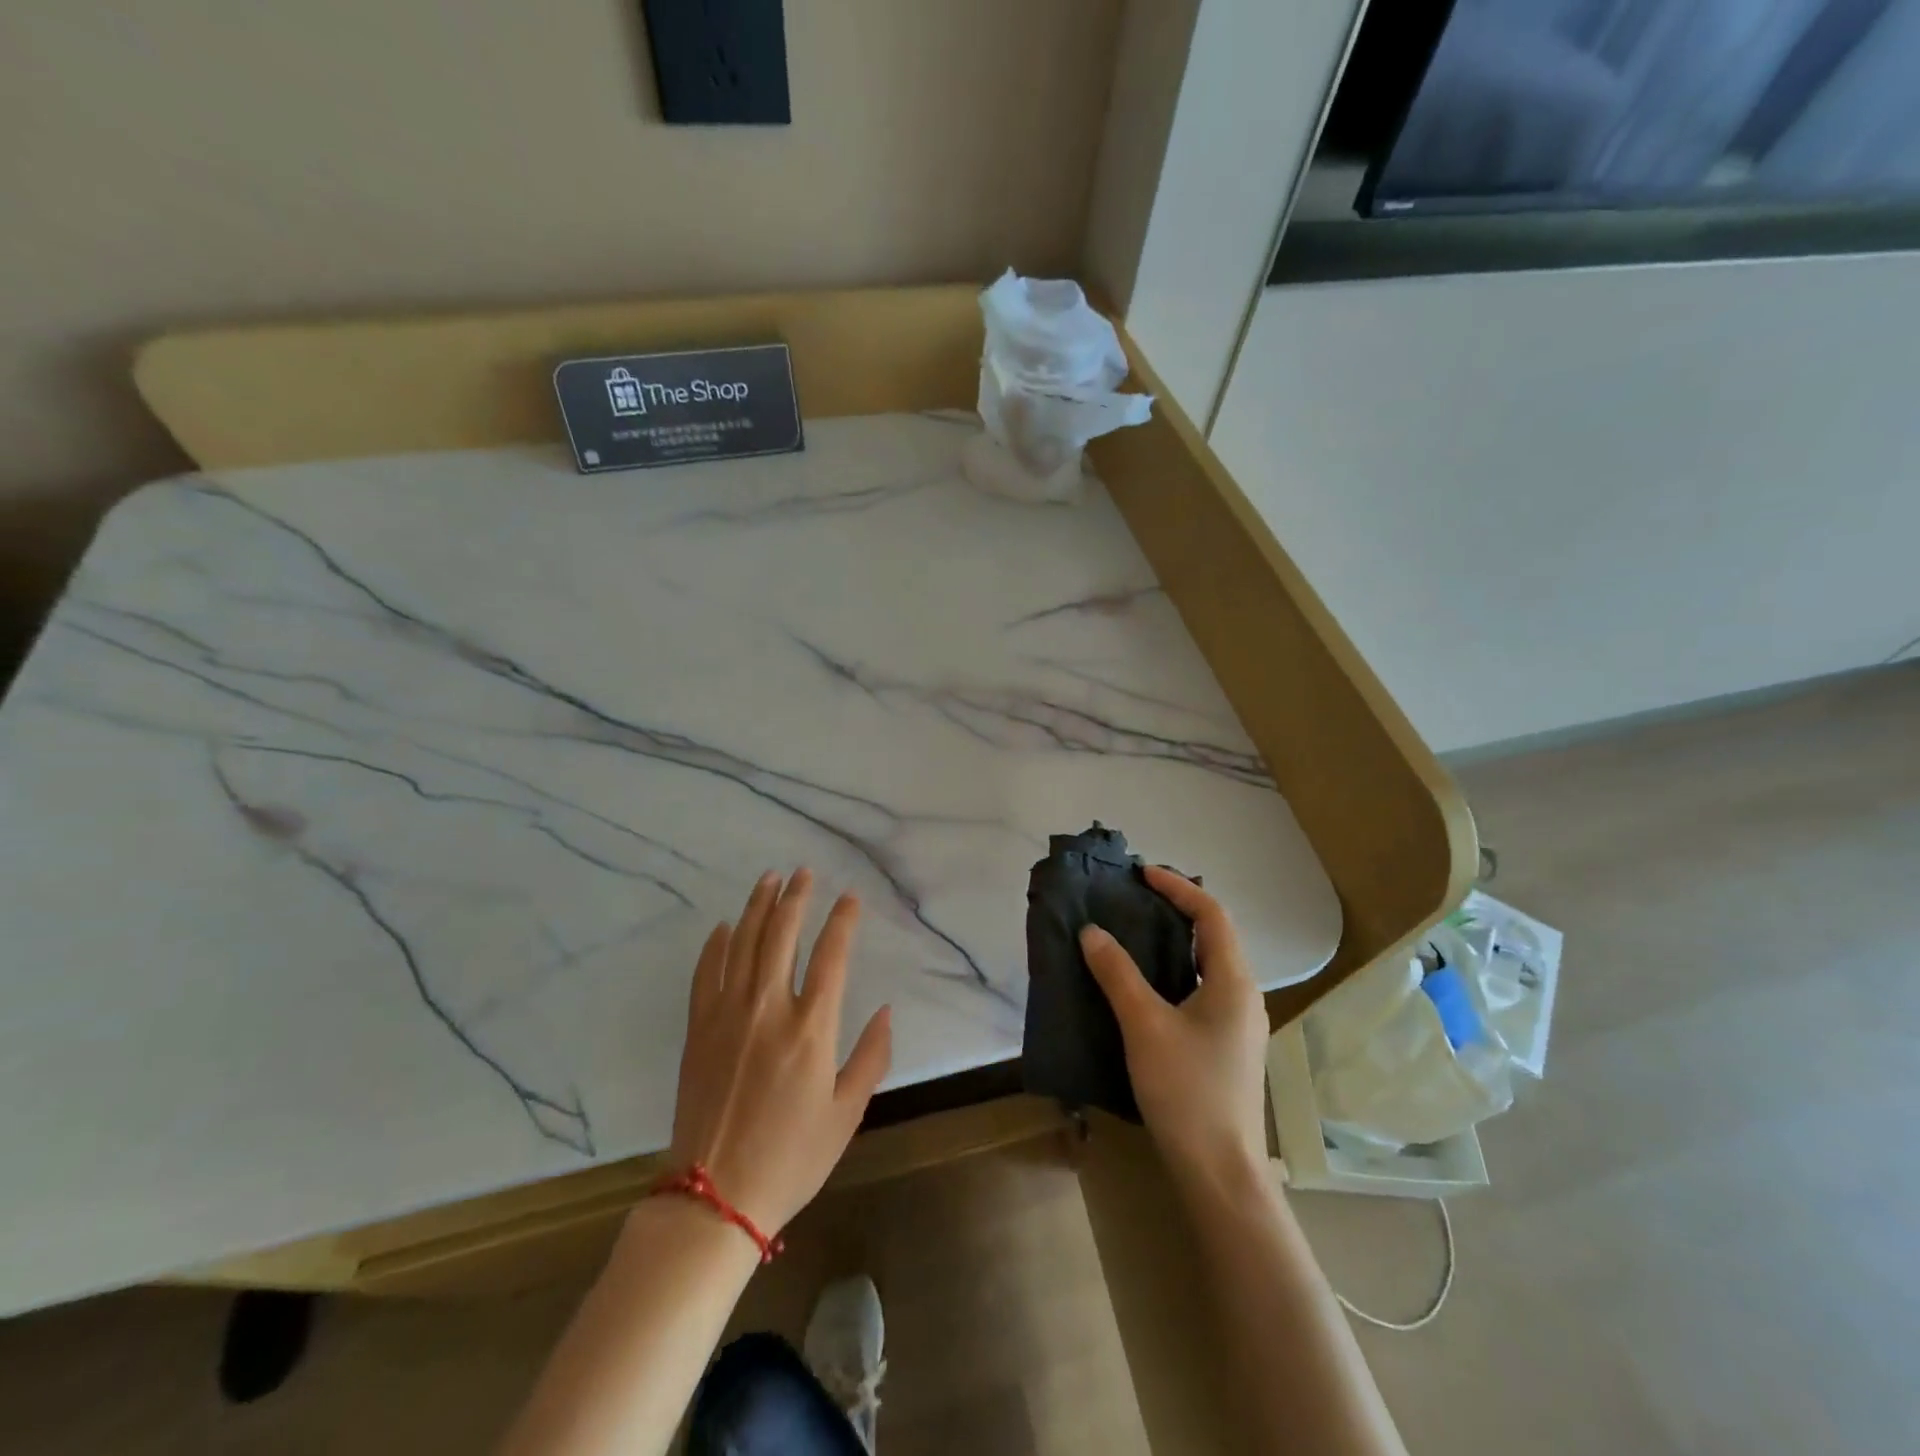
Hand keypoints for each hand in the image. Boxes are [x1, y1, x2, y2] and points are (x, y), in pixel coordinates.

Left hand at [669, 869, 891, 1234]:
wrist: (713, 1197)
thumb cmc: (791, 1158)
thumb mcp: (846, 1114)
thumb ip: (871, 1057)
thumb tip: (887, 1011)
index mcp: (812, 1028)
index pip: (832, 955)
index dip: (843, 920)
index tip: (850, 897)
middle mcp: (769, 1009)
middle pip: (782, 934)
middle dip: (796, 897)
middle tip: (804, 872)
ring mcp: (728, 1015)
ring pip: (744, 943)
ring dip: (758, 906)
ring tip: (769, 879)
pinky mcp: (699, 1029)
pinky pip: (706, 973)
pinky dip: (716, 944)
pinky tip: (726, 926)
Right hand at [1080, 866, 1270, 1185]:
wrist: (1220, 1172)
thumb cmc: (1186, 1091)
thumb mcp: (1145, 1026)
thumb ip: (1118, 974)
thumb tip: (1092, 932)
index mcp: (1234, 981)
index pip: (1211, 914)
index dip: (1177, 887)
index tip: (1141, 874)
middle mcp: (1245, 995)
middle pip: (1214, 935)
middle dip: (1177, 909)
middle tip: (1134, 899)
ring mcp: (1240, 1023)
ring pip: (1209, 964)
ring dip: (1176, 941)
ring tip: (1135, 933)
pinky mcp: (1228, 1045)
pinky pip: (1203, 988)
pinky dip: (1176, 971)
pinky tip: (1147, 984)